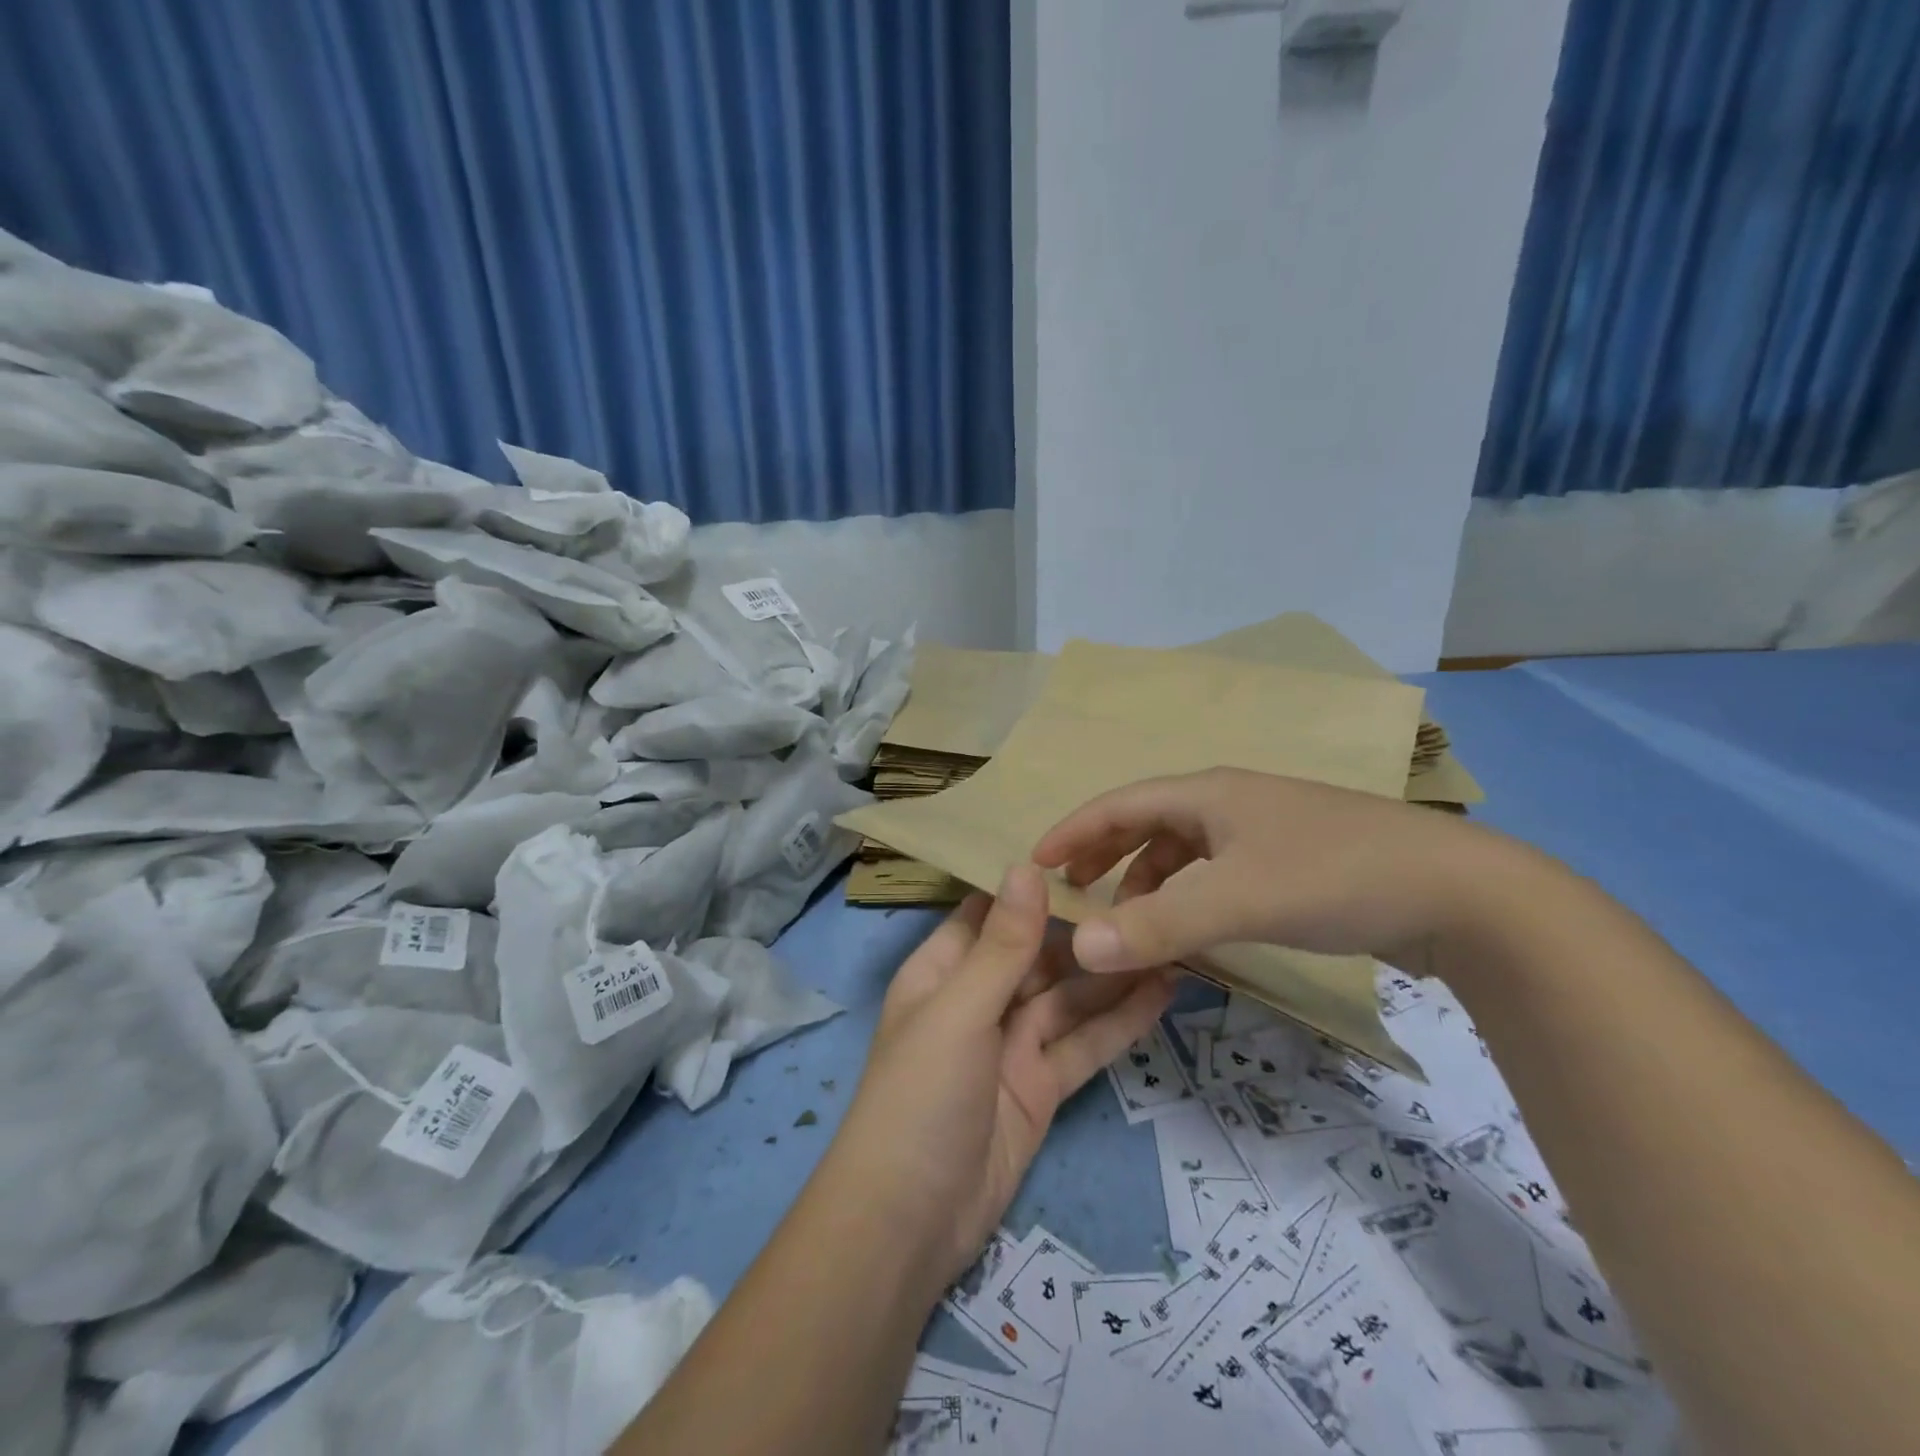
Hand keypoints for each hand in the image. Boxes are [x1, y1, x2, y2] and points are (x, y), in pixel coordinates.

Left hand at [833, 864, 1177, 1285]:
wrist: (909, 1221)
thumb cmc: (920, 1095)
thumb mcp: (959, 1010)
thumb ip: (1002, 944)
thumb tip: (1026, 865)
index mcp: (944, 970)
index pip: (991, 914)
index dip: (1033, 887)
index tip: (1090, 854)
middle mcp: (979, 999)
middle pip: (1039, 955)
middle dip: (1086, 931)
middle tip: (1151, 897)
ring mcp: (1012, 1045)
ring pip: (1069, 998)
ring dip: (1113, 974)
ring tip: (1171, 938)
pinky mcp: (1041, 1086)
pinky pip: (1083, 1044)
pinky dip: (1120, 1021)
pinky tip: (1162, 993)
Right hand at [1032, 768, 1506, 979]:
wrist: (1459, 893)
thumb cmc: (1335, 876)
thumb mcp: (1236, 901)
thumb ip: (1155, 925)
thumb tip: (1077, 945)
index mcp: (1208, 793)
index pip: (1118, 803)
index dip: (1073, 831)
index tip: (1035, 863)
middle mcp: (1230, 801)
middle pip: (1148, 821)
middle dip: (1106, 854)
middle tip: (1074, 891)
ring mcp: (1265, 829)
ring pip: (1185, 850)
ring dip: (1149, 881)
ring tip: (1131, 920)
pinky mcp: (1293, 860)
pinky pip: (1217, 871)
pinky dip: (1189, 895)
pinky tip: (1194, 926)